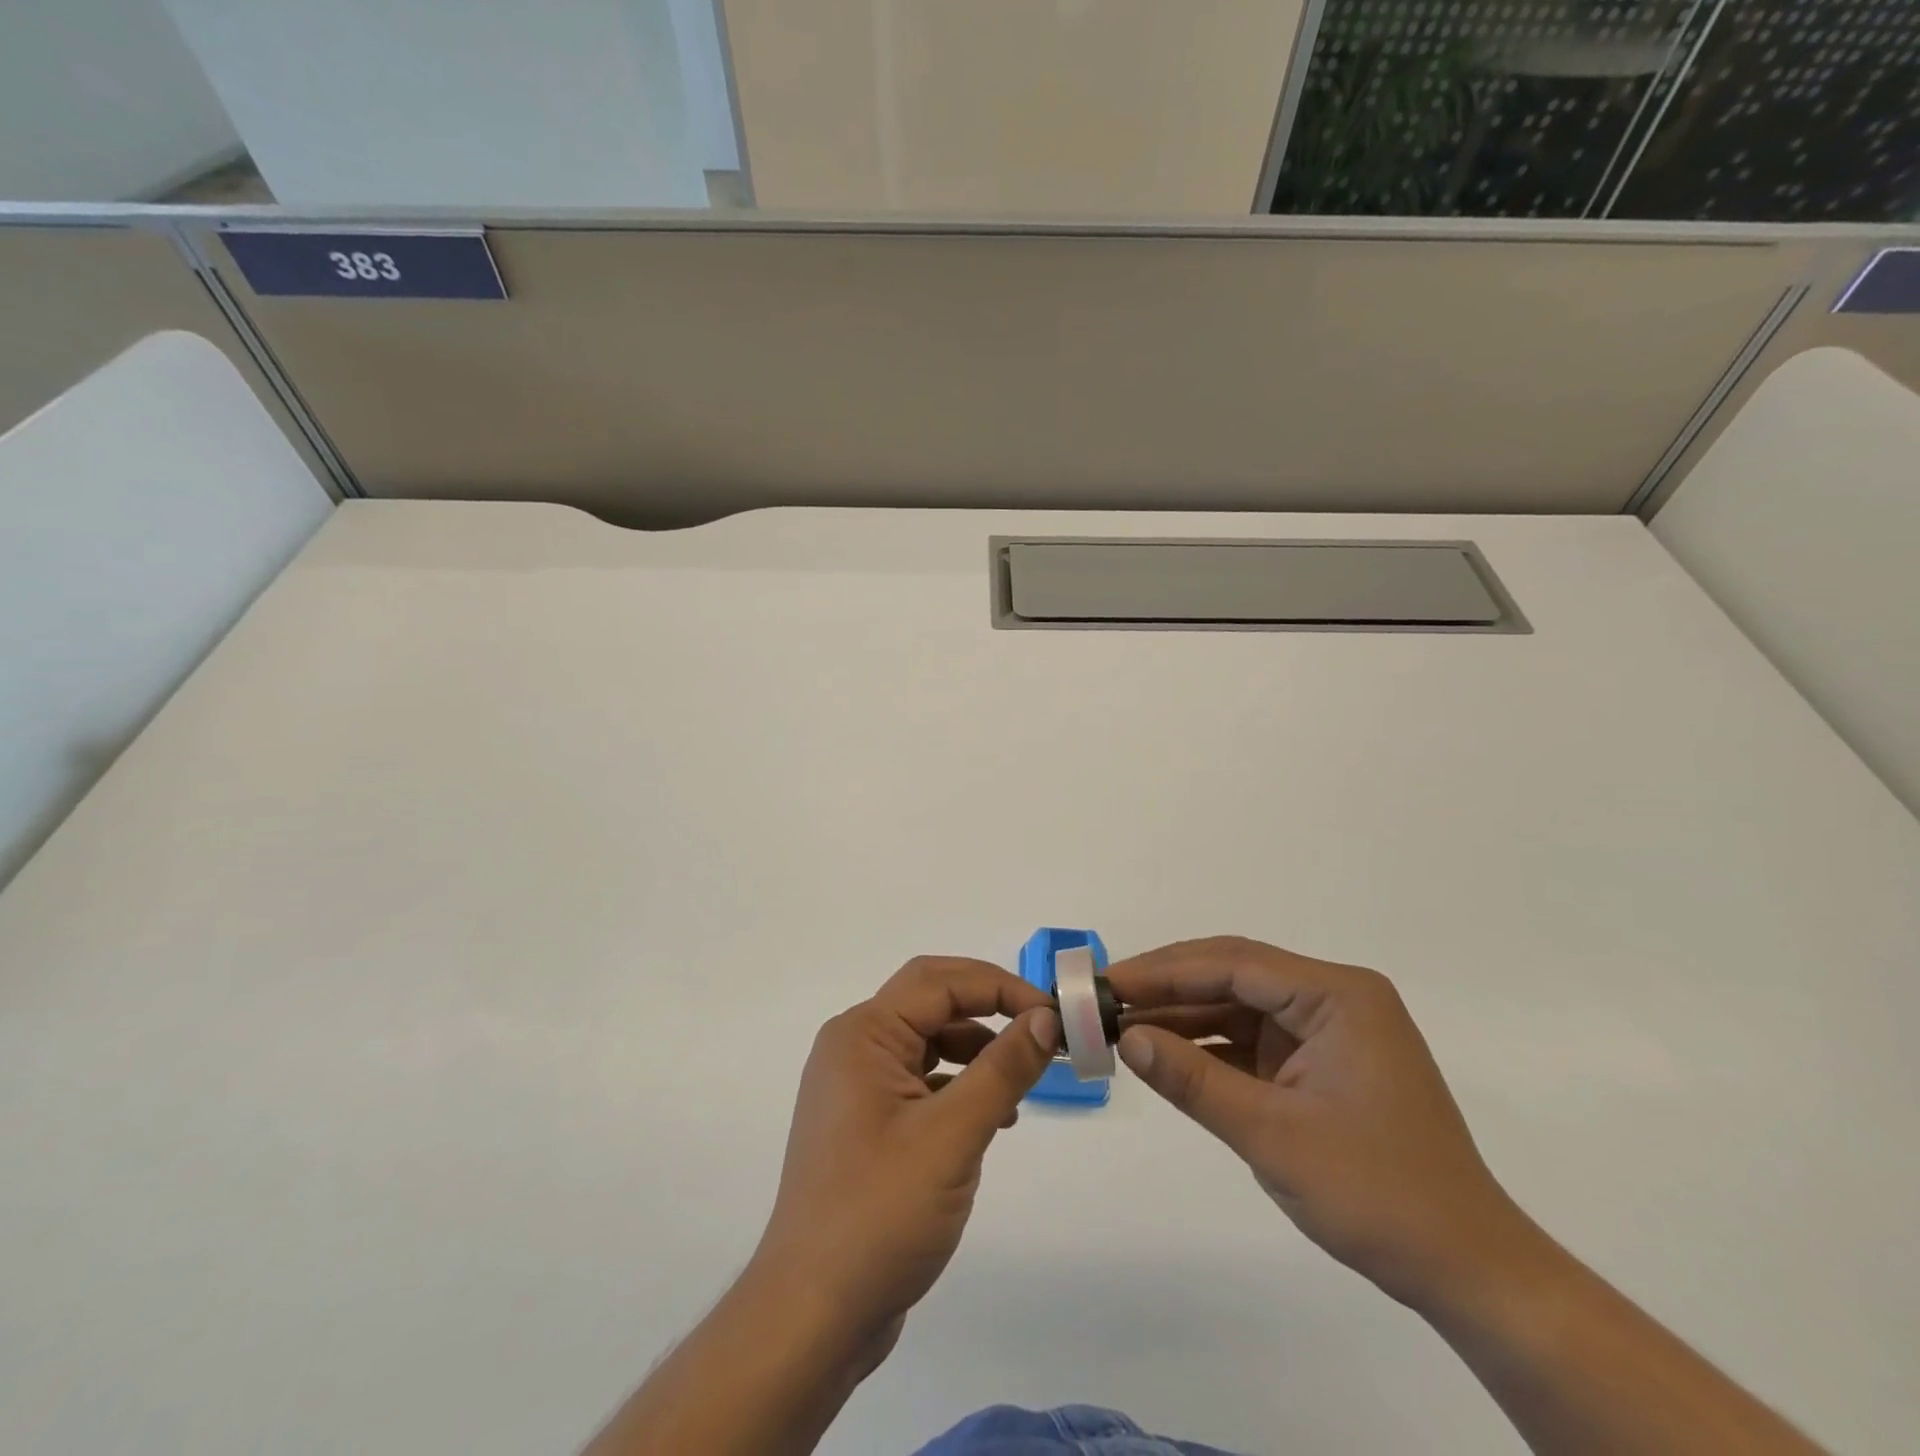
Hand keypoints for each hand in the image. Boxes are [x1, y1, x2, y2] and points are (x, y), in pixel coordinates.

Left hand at [752, 956, 1058, 1350]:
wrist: (813, 1315)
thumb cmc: (881, 1213)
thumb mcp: (953, 1135)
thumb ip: (1003, 1068)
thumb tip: (1045, 1017)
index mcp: (863, 1034)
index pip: (940, 982)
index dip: (1001, 987)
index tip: (1053, 1015)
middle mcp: (854, 1047)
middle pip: (932, 1002)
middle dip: (989, 1010)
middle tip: (1042, 1033)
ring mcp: (857, 1086)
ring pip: (929, 1041)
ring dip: (978, 1052)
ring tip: (1021, 1088)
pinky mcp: (866, 1123)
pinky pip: (921, 1081)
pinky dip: (960, 1087)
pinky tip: (993, 1119)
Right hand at [1108, 937, 1531, 1310]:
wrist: (1468, 1272)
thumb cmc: (1379, 1194)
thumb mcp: (1273, 1135)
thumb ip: (1194, 1081)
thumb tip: (1127, 1038)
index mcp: (1336, 995)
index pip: (1233, 964)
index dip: (1164, 970)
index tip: (1108, 982)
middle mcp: (1332, 999)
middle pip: (1233, 974)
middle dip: (1167, 985)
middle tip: (1106, 997)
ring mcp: (1325, 1031)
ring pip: (1236, 1006)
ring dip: (1182, 1015)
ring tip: (1121, 1024)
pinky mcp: (1317, 1063)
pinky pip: (1249, 1040)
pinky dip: (1207, 1047)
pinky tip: (1164, 1053)